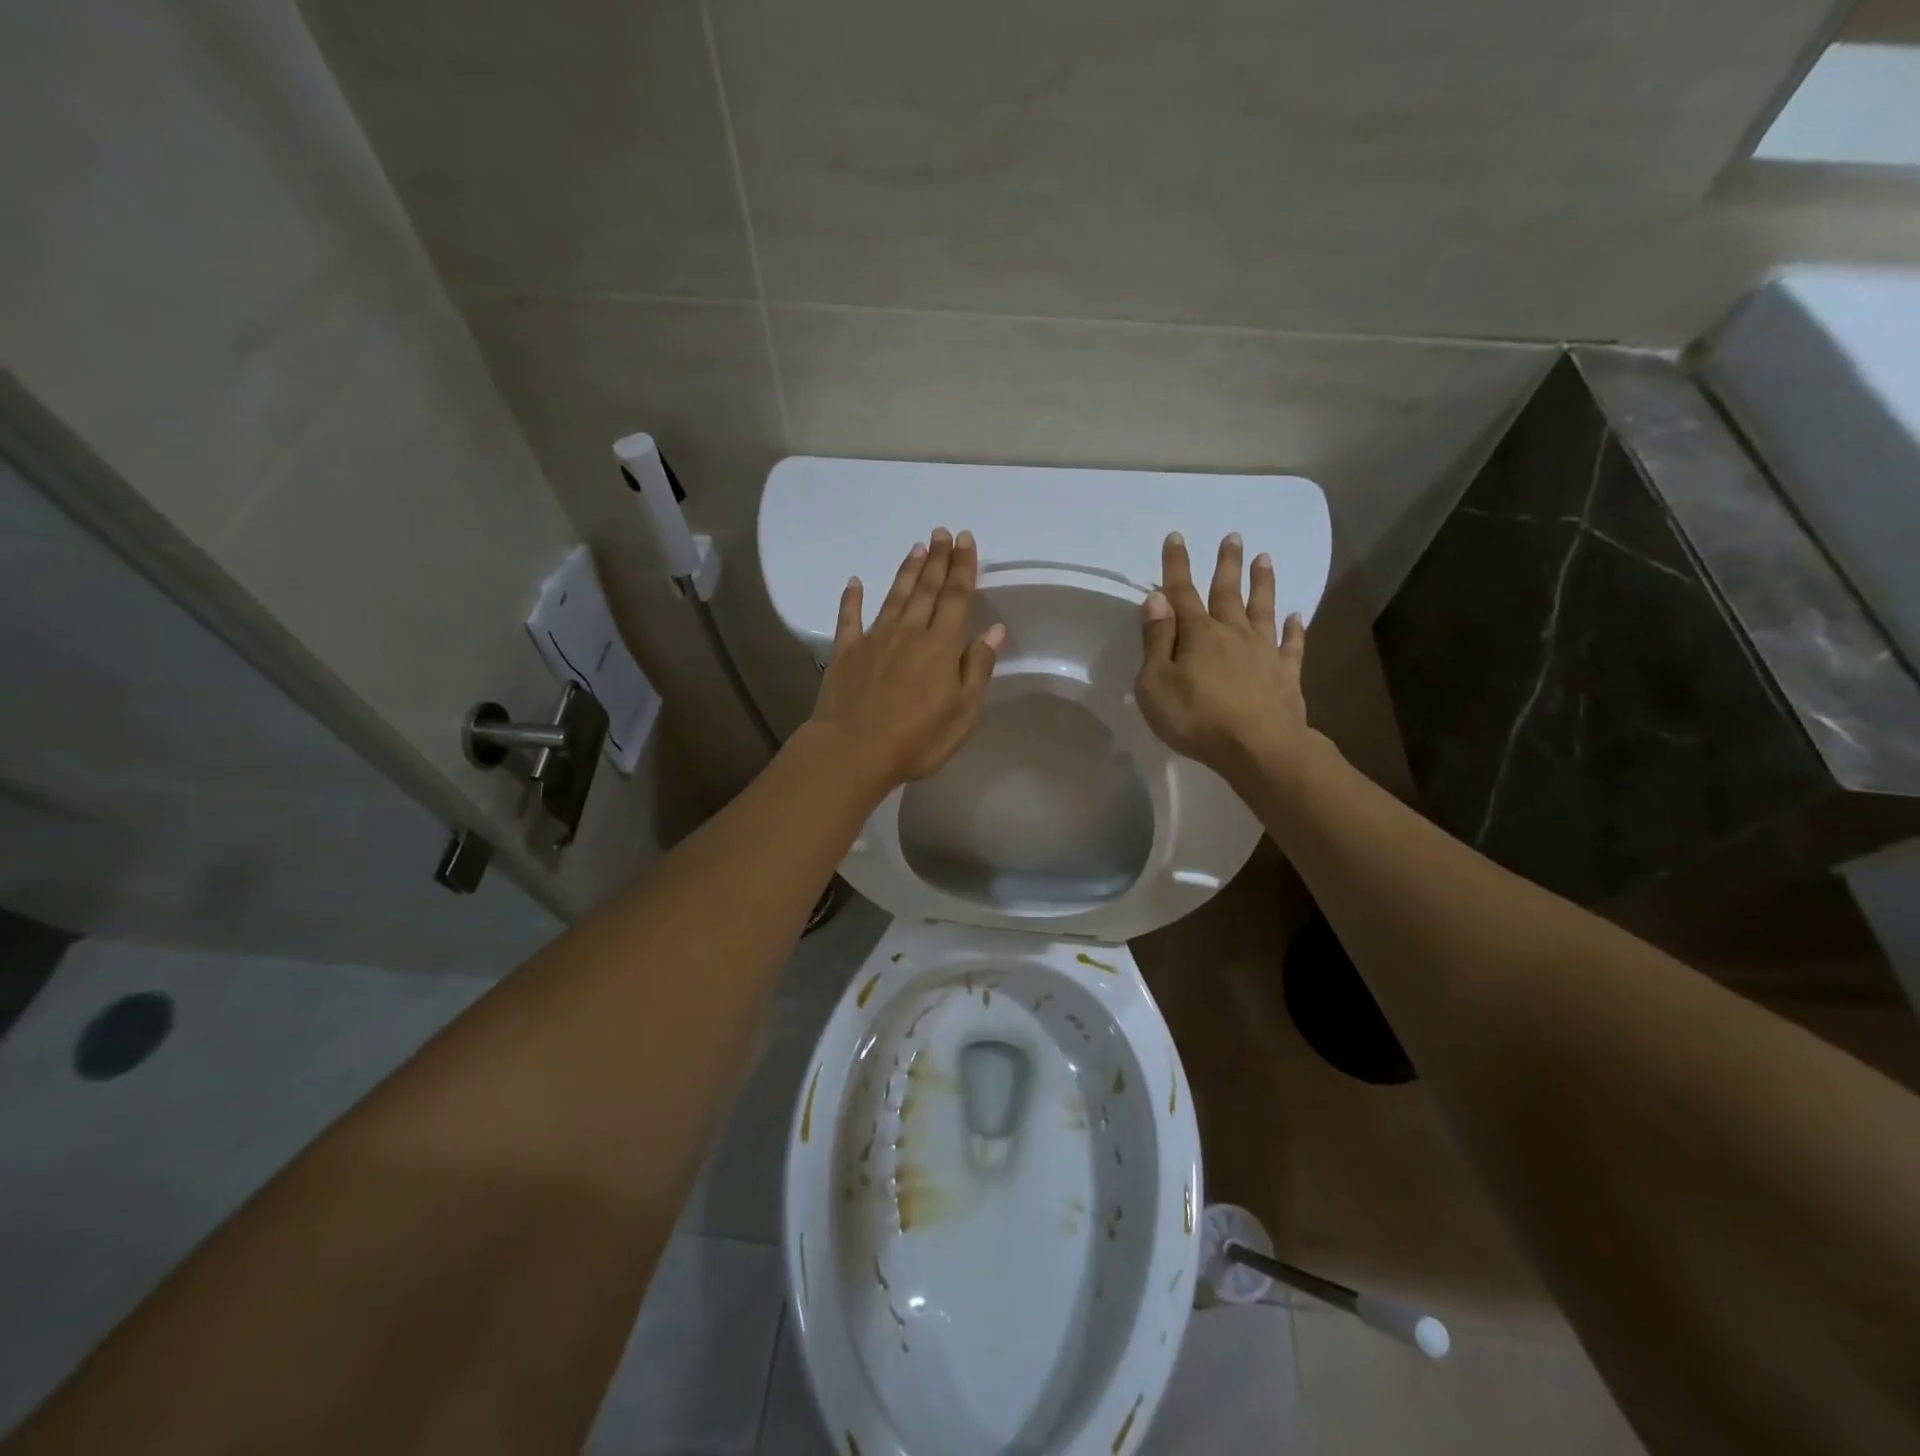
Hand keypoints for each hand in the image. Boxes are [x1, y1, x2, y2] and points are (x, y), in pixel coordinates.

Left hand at [810, 528, 1005, 790]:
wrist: (853, 751)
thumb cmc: (916, 739)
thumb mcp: (962, 712)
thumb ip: (977, 668)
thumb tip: (993, 630)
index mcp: (940, 646)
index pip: (956, 597)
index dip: (962, 567)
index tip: (966, 540)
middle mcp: (908, 632)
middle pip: (926, 589)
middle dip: (937, 559)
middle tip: (941, 532)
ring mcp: (873, 639)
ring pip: (894, 596)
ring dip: (907, 572)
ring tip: (916, 548)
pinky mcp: (845, 652)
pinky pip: (849, 618)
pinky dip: (852, 599)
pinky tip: (854, 583)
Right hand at [1134, 531, 1318, 790]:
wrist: (1258, 748)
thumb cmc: (1196, 719)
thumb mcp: (1156, 684)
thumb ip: (1156, 640)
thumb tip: (1156, 599)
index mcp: (1197, 634)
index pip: (1181, 593)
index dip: (1176, 565)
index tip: (1177, 536)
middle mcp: (1232, 633)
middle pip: (1227, 592)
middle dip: (1227, 564)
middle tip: (1233, 536)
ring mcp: (1263, 651)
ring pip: (1262, 609)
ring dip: (1263, 583)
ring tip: (1265, 558)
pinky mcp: (1286, 674)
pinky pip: (1292, 645)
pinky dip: (1295, 629)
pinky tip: (1298, 616)